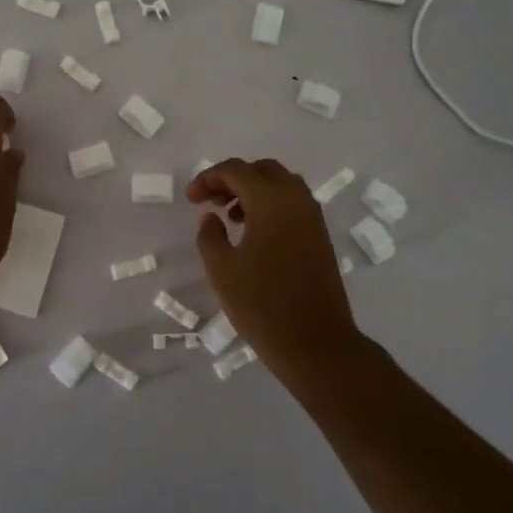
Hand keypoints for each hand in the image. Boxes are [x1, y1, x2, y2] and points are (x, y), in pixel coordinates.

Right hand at [188, 158, 358, 371]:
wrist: (315, 342)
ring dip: (253, 191)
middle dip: (233, 179)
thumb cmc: (262, 305)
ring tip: (230, 218)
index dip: (208, 178)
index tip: (192, 200)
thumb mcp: (222, 270)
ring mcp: (313, 218)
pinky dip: (270, 205)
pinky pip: (293, 204)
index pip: (236, 170)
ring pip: (281, 185)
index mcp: (271, 201)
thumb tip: (211, 218)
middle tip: (211, 202)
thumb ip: (210, 236)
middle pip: (262, 170)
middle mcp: (296, 200)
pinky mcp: (320, 236)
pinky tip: (253, 234)